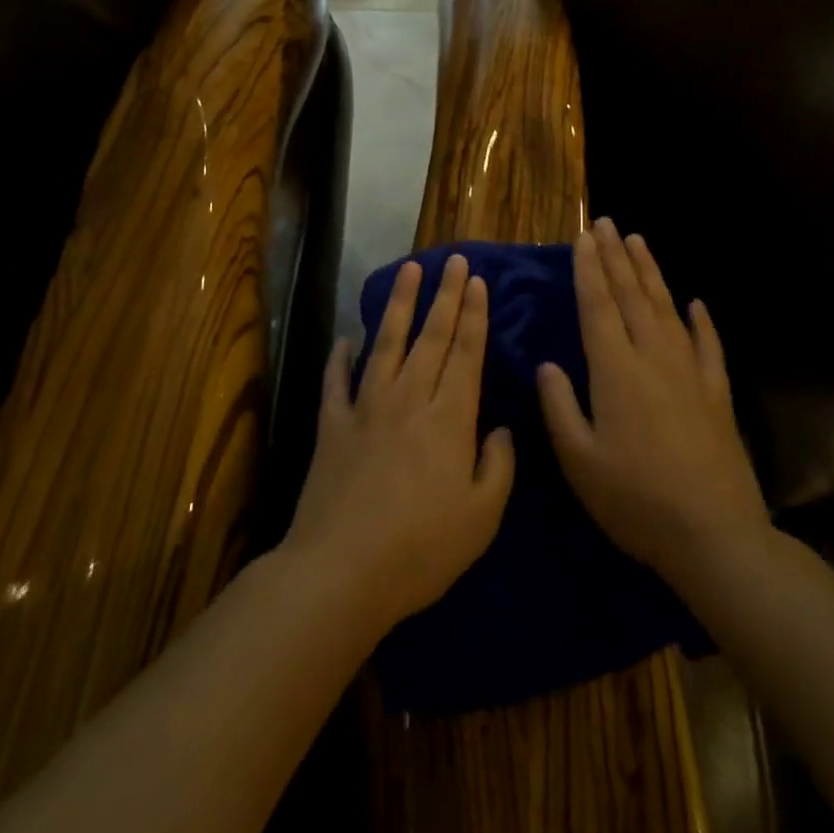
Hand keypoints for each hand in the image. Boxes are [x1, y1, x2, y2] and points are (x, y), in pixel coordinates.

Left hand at [285, 254, 515, 634]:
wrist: (341, 572)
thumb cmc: (421, 550)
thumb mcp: (481, 518)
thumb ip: (497, 467)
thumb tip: (501, 430)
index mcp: (448, 419)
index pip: (465, 354)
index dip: (473, 315)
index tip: (476, 281)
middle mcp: (408, 401)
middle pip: (430, 338)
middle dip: (445, 296)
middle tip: (453, 259)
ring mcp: (365, 410)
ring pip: (386, 345)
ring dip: (399, 305)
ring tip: (409, 271)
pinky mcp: (332, 427)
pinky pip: (337, 383)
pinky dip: (340, 358)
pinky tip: (346, 338)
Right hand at [539, 219, 769, 588]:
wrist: (715, 536)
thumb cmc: (636, 501)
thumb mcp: (580, 461)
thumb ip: (560, 407)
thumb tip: (548, 365)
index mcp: (616, 371)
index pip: (597, 306)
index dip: (589, 269)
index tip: (583, 237)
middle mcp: (654, 358)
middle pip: (632, 296)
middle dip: (616, 257)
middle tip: (606, 223)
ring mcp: (691, 373)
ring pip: (668, 309)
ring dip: (651, 273)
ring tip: (639, 242)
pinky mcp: (718, 394)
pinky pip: (709, 346)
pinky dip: (702, 322)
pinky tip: (697, 303)